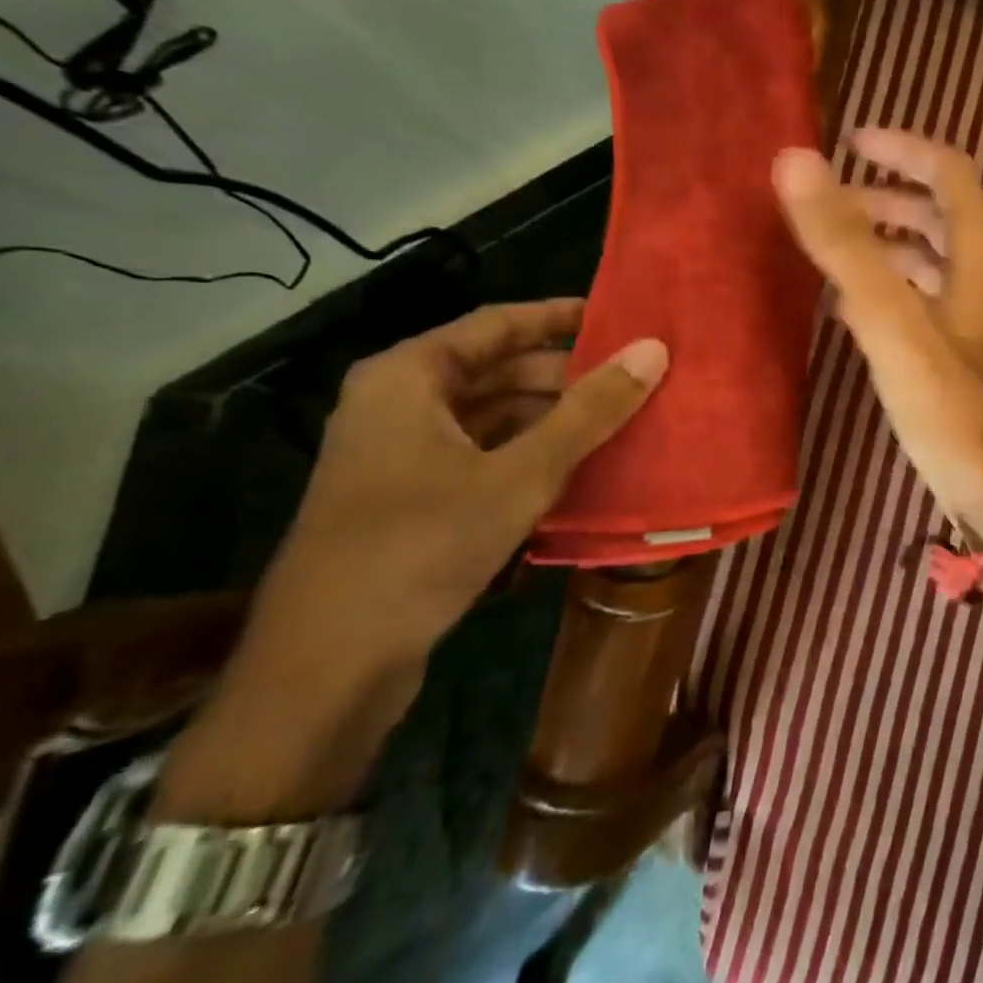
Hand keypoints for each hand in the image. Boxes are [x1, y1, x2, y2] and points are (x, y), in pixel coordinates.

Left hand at [241, 299, 667, 675]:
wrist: (328, 666)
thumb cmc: (421, 546)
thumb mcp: (521, 474)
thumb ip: (590, 410)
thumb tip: (653, 350)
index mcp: (409, 377)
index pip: (499, 324)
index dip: (563, 317)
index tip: (624, 318)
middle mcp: (401, 403)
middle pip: (499, 370)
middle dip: (569, 375)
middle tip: (638, 378)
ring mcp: (404, 453)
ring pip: (496, 415)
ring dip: (556, 418)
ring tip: (625, 419)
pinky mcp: (414, 497)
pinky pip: (486, 454)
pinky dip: (534, 453)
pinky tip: (585, 466)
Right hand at [773, 129, 982, 543]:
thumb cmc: (953, 405)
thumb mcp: (894, 321)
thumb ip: (847, 244)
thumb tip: (796, 161)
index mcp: (980, 254)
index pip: (950, 172)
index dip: (903, 149)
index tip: (850, 141)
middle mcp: (982, 277)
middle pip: (937, 213)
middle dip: (884, 197)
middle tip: (825, 200)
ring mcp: (972, 318)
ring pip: (927, 259)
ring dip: (882, 242)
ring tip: (825, 245)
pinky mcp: (958, 355)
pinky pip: (919, 301)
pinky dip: (885, 286)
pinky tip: (844, 303)